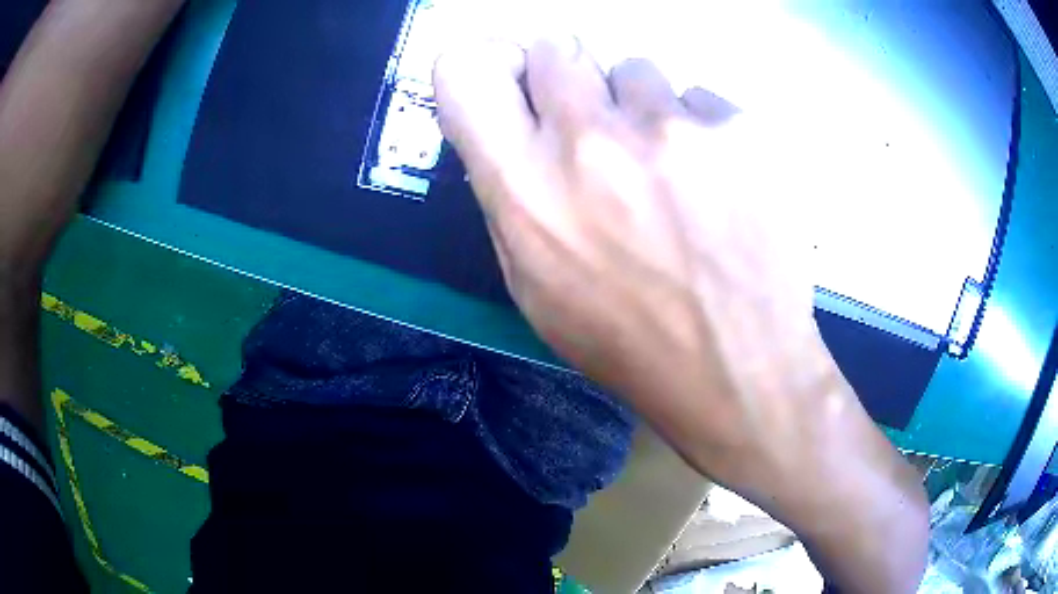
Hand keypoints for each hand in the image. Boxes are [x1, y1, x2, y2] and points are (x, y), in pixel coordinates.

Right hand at [435, 37, 927, 592]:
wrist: (738, 368)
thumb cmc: (626, 339)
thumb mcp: (535, 285)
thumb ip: (513, 195)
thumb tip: (517, 129)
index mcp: (525, 185)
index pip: (465, 71)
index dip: (484, 64)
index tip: (510, 79)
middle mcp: (589, 137)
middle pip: (556, 47)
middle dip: (568, 77)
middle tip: (595, 123)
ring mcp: (673, 127)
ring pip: (637, 70)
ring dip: (642, 107)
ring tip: (670, 168)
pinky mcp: (739, 129)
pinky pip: (703, 100)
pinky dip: (703, 131)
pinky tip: (721, 185)